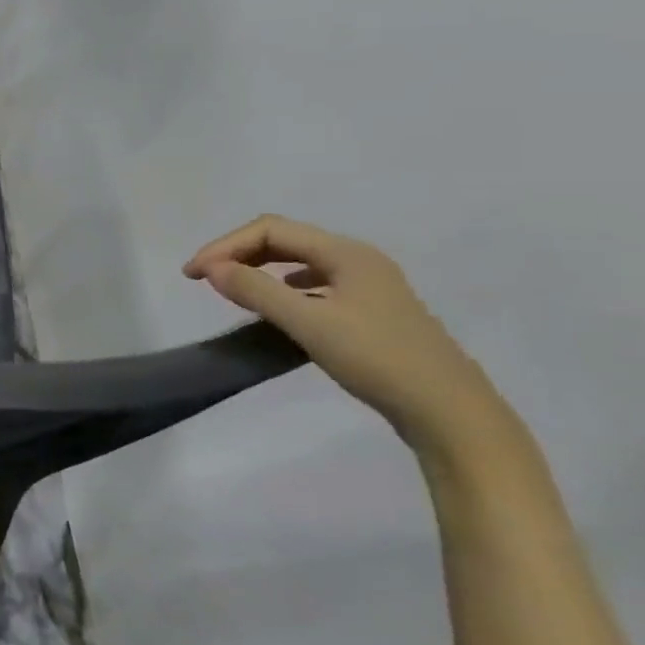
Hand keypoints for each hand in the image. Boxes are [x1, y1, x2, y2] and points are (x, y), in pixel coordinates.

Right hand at [185, 215, 503, 452]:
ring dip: (259, 268)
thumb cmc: (378, 360)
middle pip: (284, 240)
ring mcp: (368, 286)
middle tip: (204, 279)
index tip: (194, 275)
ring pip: (299, 261)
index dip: (225, 245)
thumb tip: (211, 268)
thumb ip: (256, 291)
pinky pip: (314, 285)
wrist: (451, 414)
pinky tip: (277, 307)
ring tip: (232, 290)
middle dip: (239, 253)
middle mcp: (357, 260)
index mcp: (346, 253)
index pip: (270, 230)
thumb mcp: (310, 323)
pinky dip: (283, 288)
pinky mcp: (370, 312)